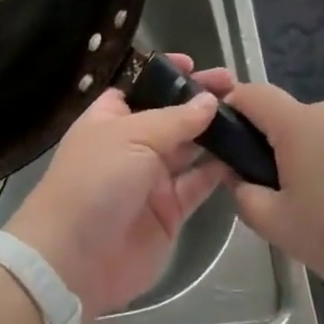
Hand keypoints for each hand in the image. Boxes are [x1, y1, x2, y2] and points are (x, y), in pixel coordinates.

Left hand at [5, 54, 235, 321]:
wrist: (74, 258)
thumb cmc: (95, 181)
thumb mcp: (132, 137)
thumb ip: (175, 120)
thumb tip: (208, 101)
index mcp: (110, 120)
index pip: (140, 89)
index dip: (166, 76)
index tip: (195, 65)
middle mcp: (131, 146)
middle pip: (171, 117)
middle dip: (200, 101)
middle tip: (237, 86)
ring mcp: (151, 180)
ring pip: (189, 150)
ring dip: (215, 133)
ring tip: (249, 116)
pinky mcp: (169, 213)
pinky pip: (198, 185)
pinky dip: (219, 171)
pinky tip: (243, 154)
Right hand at [225, 83, 323, 314]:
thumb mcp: (281, 229)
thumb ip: (246, 198)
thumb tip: (239, 178)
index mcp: (299, 125)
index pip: (252, 94)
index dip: (232, 107)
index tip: (228, 139)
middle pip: (291, 120)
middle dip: (280, 151)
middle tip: (289, 200)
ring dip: (319, 160)